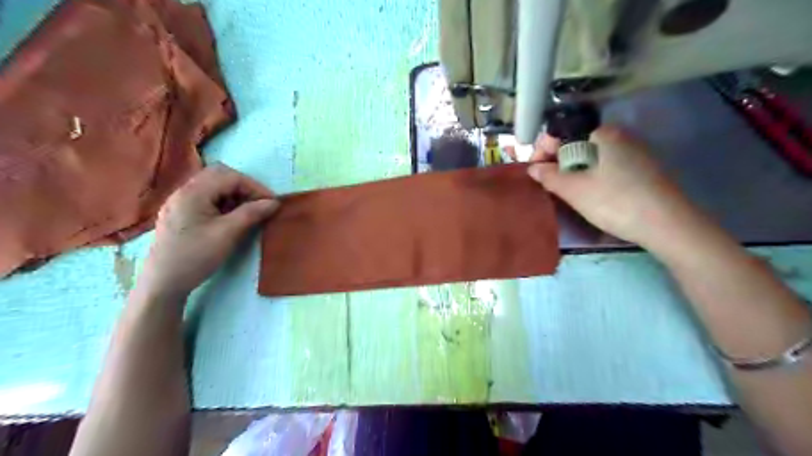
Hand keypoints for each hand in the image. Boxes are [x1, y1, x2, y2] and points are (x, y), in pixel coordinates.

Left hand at [136, 164, 279, 299]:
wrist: (163, 283)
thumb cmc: (196, 255)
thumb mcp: (228, 234)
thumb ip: (252, 213)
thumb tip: (274, 202)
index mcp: (193, 192)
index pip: (230, 177)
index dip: (254, 186)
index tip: (271, 203)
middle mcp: (183, 191)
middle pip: (219, 175)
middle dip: (244, 187)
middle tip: (259, 204)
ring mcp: (180, 203)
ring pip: (212, 186)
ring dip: (234, 194)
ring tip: (248, 212)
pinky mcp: (180, 214)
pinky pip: (206, 198)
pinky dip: (223, 202)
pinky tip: (230, 218)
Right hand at [526, 126, 698, 249]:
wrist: (668, 225)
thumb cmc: (615, 201)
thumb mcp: (574, 189)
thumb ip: (549, 176)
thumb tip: (533, 168)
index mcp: (604, 133)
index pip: (562, 134)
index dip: (542, 151)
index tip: (533, 171)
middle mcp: (620, 137)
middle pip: (576, 146)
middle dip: (557, 164)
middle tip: (548, 185)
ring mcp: (634, 154)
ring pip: (590, 159)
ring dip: (572, 173)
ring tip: (565, 193)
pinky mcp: (642, 171)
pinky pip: (605, 169)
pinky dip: (591, 178)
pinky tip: (590, 196)